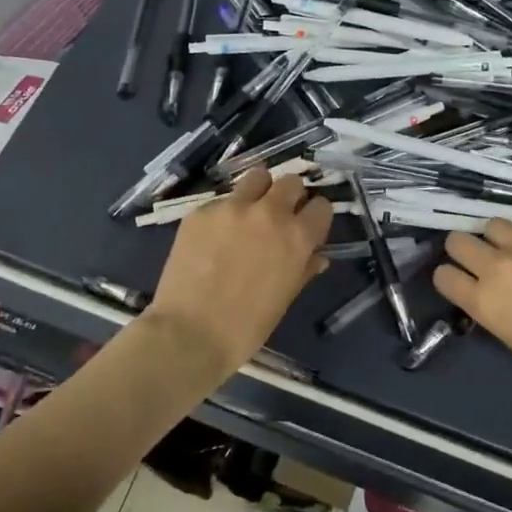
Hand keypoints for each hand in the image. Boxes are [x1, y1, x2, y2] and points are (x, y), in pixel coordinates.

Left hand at [144, 169, 333, 377]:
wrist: (189, 334)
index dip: (315, 217)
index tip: (307, 227)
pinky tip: (214, 236)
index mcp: (296, 237)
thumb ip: (303, 270)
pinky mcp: (201, 211)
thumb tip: (316, 256)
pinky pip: (222, 200)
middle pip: (291, 182)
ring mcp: (232, 208)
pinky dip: (225, 213)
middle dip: (290, 197)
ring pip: (257, 177)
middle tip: (279, 217)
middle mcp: (269, 213)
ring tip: (249, 211)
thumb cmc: (246, 327)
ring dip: (260, 190)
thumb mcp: (285, 299)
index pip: (321, 206)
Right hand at [433, 221, 511, 408]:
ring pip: (493, 225)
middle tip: (483, 261)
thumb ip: (495, 309)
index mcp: (484, 301)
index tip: (461, 282)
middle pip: (458, 240)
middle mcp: (499, 266)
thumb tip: (491, 293)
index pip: (443, 275)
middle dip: (465, 251)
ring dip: (499, 239)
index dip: (451, 278)